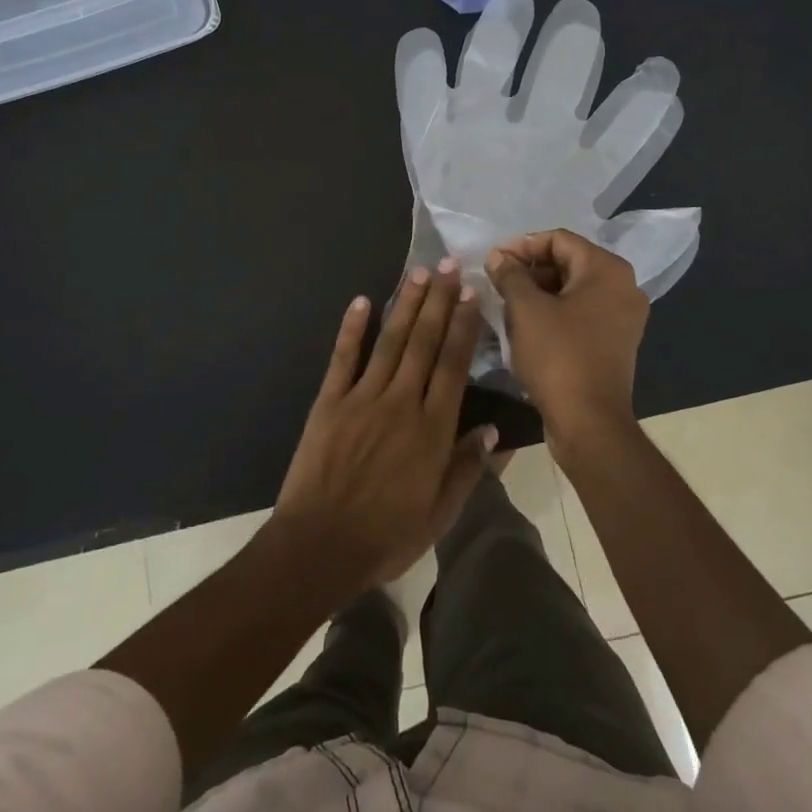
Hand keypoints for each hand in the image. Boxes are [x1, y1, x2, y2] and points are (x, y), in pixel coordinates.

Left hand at [271, 260, 496, 599]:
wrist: (319, 547)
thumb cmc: (386, 536)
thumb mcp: (439, 513)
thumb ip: (467, 468)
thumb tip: (493, 430)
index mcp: (432, 430)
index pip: (452, 366)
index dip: (463, 326)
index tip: (471, 294)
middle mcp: (400, 403)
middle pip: (423, 343)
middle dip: (438, 302)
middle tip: (448, 265)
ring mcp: (361, 399)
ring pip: (389, 342)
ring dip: (405, 305)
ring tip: (418, 273)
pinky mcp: (329, 402)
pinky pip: (343, 358)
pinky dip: (352, 329)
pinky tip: (362, 301)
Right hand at [485, 230, 647, 450]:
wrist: (589, 422)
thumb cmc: (558, 356)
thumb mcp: (526, 310)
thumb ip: (510, 275)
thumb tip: (499, 257)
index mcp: (607, 270)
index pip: (559, 239)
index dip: (522, 245)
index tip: (493, 261)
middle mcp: (623, 287)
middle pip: (568, 262)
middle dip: (529, 269)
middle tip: (496, 281)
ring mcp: (623, 317)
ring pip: (573, 290)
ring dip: (538, 291)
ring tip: (505, 303)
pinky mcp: (615, 342)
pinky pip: (581, 313)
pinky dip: (554, 312)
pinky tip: (525, 326)